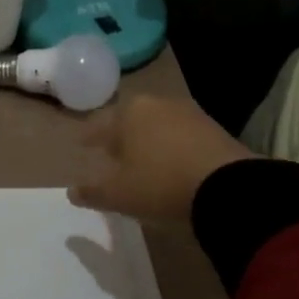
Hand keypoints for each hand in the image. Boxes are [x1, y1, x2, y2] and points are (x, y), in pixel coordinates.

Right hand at [69, 93, 256, 222]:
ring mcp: (189, 113)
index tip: (82, 146)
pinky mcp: (215, 128)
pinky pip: (183, 136)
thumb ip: (92, 192)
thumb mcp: (118, 195)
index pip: (100, 125)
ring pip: (159, 126)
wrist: (227, 187)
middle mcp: (157, 104)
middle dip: (121, 136)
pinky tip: (173, 164)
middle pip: (131, 121)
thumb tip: (71, 191)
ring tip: (144, 161)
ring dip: (149, 141)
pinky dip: (173, 147)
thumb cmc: (160, 184)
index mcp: (128, 113)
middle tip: (113, 154)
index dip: (89, 138)